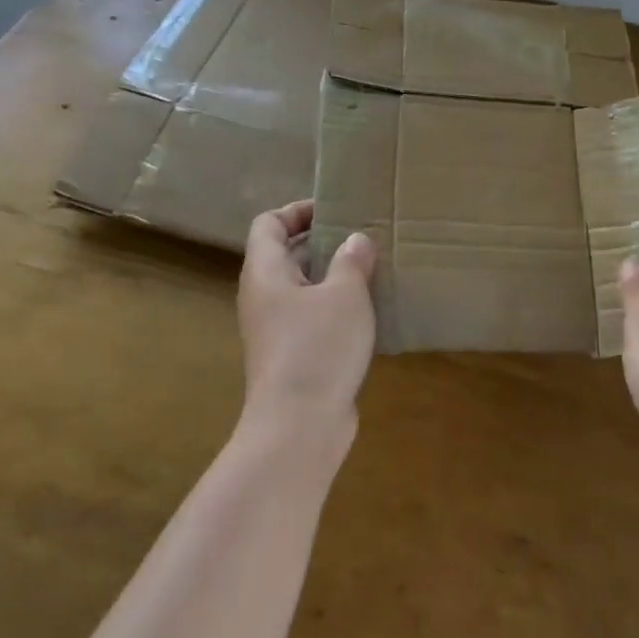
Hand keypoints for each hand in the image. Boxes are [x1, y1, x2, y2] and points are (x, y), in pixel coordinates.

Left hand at [238, 200, 378, 428]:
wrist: (299, 428)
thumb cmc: (317, 348)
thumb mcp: (345, 295)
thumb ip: (352, 260)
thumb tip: (357, 240)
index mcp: (265, 273)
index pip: (268, 224)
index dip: (297, 210)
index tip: (336, 209)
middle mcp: (264, 297)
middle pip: (286, 254)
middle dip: (323, 241)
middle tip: (364, 235)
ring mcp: (276, 331)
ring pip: (303, 288)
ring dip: (334, 276)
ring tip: (374, 269)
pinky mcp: (293, 357)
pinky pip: (313, 318)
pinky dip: (337, 308)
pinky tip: (371, 312)